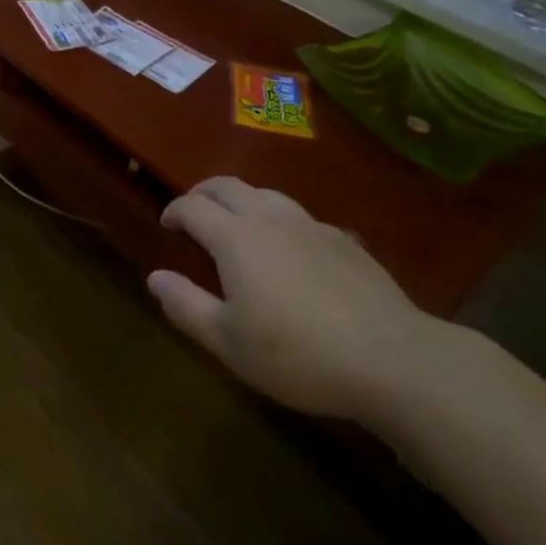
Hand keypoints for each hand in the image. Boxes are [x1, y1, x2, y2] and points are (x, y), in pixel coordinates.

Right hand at [148, 177, 458, 425]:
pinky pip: (300, 216)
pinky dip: (280, 220)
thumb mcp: (229, 342)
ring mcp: (310, 225)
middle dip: (204, 193)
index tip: (166, 223)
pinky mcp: (344, 240)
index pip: (193, 207)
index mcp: (235, 237)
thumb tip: (154, 276)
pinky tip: (291, 247)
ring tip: (238, 221)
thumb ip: (186, 306)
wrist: (391, 358)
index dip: (174, 210)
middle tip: (194, 210)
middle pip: (228, 186)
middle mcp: (268, 218)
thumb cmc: (298, 354)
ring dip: (242, 199)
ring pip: (265, 194)